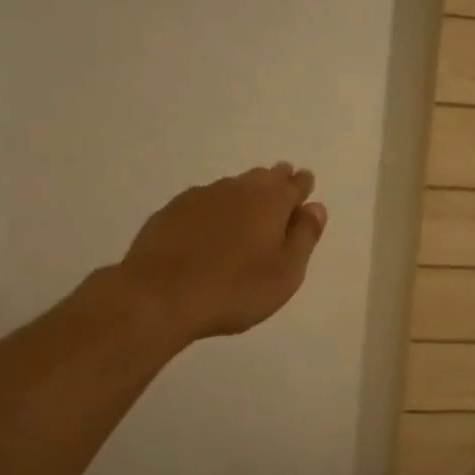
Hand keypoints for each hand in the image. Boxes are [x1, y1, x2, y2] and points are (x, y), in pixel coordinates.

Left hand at [118, 162, 327, 342]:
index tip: (305, 184)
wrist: (159, 296)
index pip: (294, 184)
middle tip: (282, 184)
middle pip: (263, 178)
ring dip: (245, 192)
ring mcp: (201, 197)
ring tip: (249, 204)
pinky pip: (205, 201)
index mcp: (271, 201)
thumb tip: (316, 207)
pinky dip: (216, 207)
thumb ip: (304, 237)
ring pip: (233, 186)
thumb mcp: (285, 273)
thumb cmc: (235, 289)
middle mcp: (238, 189)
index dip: (302, 185)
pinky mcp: (172, 211)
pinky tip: (212, 223)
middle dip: (276, 180)